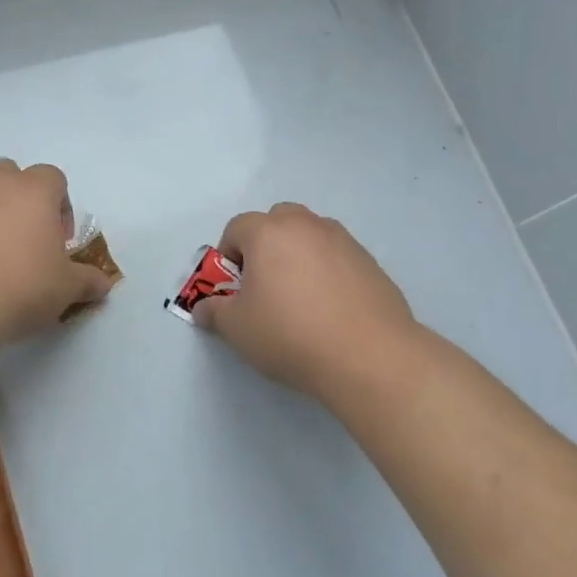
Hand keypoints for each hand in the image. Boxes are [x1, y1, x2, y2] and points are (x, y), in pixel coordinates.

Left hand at [0, 159, 115, 353]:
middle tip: (22, 241)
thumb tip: (103, 284)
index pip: (53, 178)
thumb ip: (87, 281)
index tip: (58, 240)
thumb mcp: (65, 289)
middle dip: (18, 200)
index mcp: (32, 190)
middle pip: (8, 175)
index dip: (60, 206)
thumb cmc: (19, 287)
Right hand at [194, 203, 419, 405]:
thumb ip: (214, 312)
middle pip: (277, 220)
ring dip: (299, 254)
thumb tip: (204, 308)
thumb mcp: (237, 329)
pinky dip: (328, 271)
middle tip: (265, 285)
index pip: (237, 227)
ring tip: (301, 298)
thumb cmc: (290, 334)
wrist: (369, 356)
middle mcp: (306, 225)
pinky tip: (331, 310)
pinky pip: (338, 257)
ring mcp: (343, 240)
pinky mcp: (371, 262)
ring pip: (310, 235)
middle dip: (265, 245)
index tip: (233, 288)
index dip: (228, 256)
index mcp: (268, 232)